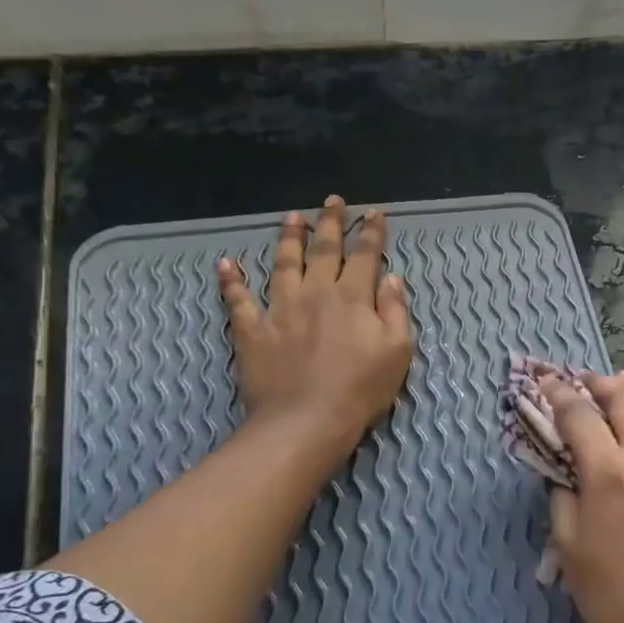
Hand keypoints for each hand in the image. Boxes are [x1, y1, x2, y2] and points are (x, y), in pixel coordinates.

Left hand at [216, 195, 412, 453]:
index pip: (365, 256)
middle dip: (330, 223)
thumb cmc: (361, 389)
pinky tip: (225, 264)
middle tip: (333, 202)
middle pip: (323, 249)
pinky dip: (231, 281)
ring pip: (283, 263)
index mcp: (353, 297)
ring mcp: (280, 309)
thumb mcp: (397, 351)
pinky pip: (238, 300)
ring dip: (287, 238)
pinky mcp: (252, 330)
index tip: (374, 213)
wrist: (307, 420)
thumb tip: (391, 278)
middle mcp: (315, 293)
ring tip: (291, 218)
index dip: (371, 233)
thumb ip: (395, 311)